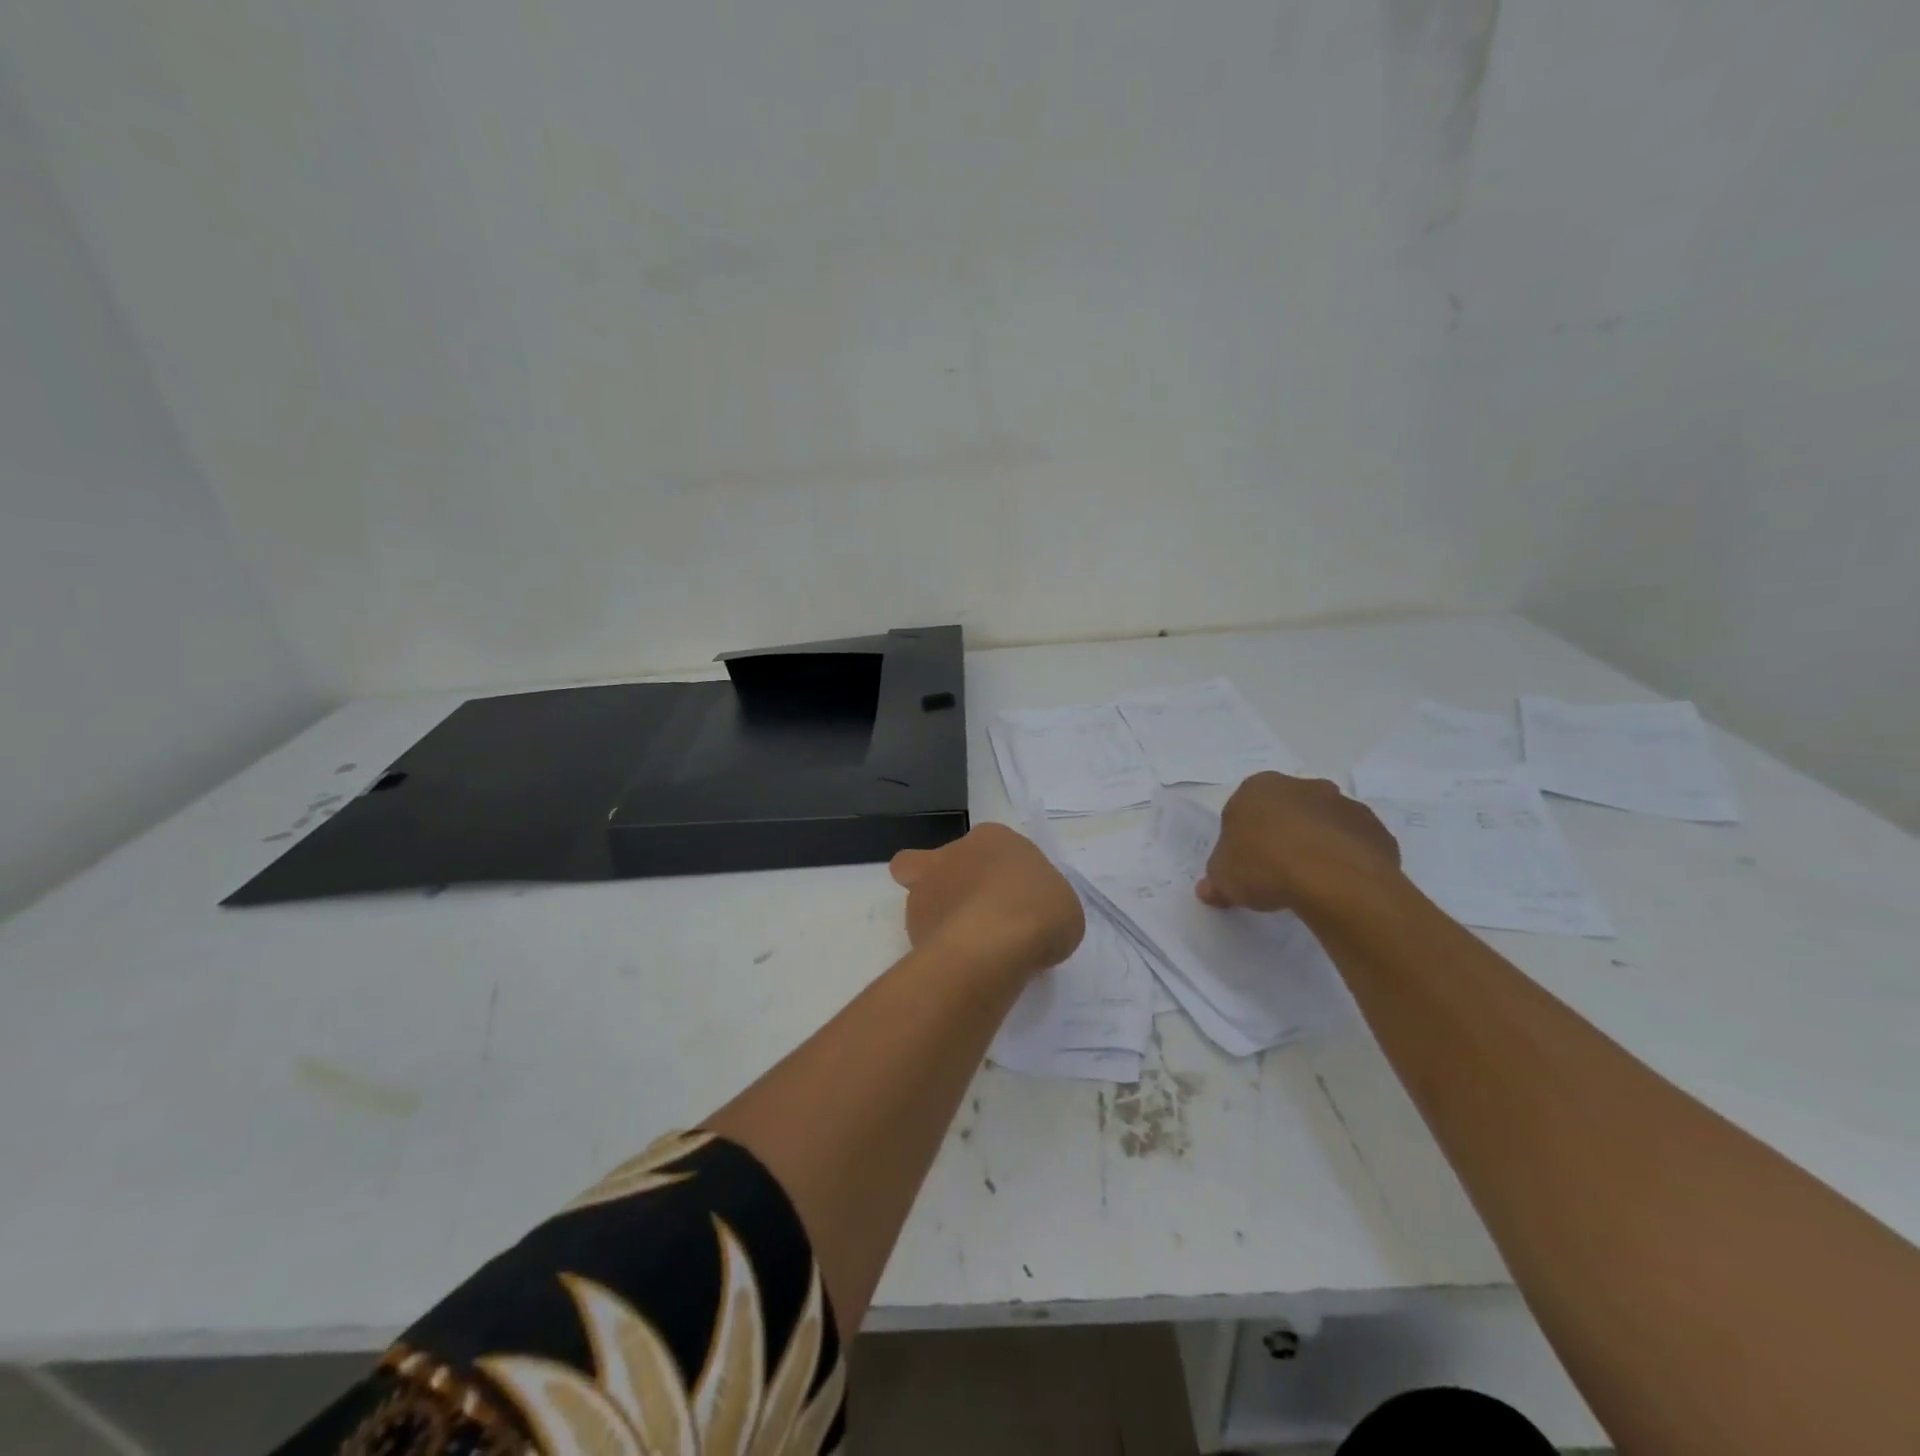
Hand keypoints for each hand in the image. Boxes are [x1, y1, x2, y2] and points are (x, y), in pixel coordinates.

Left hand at [890, 824, 1084, 975]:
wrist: (996, 943)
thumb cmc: (1039, 910)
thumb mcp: (1063, 905)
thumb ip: (1040, 904)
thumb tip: (1026, 919)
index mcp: (993, 838)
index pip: (993, 847)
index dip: (1001, 873)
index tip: (1017, 901)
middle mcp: (952, 854)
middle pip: (941, 863)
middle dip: (951, 884)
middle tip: (978, 917)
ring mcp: (925, 889)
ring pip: (921, 899)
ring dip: (941, 920)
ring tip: (970, 953)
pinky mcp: (911, 925)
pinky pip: (923, 937)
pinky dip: (936, 950)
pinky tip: (961, 970)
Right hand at [1197, 772, 1402, 916]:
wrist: (1332, 878)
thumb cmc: (1264, 865)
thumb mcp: (1223, 878)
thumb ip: (1217, 880)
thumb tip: (1210, 889)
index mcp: (1258, 787)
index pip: (1244, 809)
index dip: (1243, 838)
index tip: (1245, 864)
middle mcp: (1302, 786)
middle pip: (1287, 810)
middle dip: (1283, 834)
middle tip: (1276, 871)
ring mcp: (1343, 805)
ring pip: (1324, 824)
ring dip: (1317, 845)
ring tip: (1310, 883)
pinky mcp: (1374, 829)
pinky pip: (1354, 844)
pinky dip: (1347, 859)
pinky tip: (1339, 885)